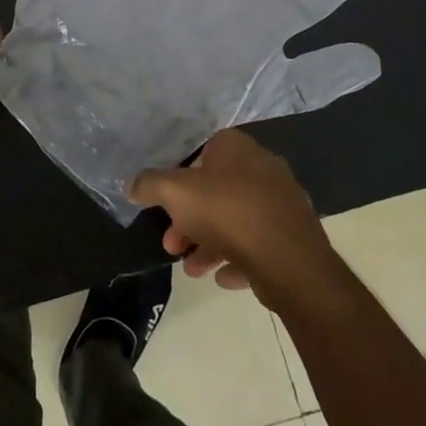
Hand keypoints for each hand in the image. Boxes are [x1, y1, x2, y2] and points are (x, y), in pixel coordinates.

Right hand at [129, 129, 341, 304]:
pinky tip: (223, 277)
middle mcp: (263, 168)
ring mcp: (282, 202)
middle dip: (190, 219)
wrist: (289, 262)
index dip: (180, 175)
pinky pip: (258, 244)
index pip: (204, 149)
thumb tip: (131, 184)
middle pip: (217, 190)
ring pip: (236, 220)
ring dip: (209, 243)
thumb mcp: (174, 193)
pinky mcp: (294, 235)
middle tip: (172, 244)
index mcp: (237, 148)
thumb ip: (149, 184)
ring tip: (192, 269)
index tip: (166, 202)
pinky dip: (238, 258)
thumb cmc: (227, 213)